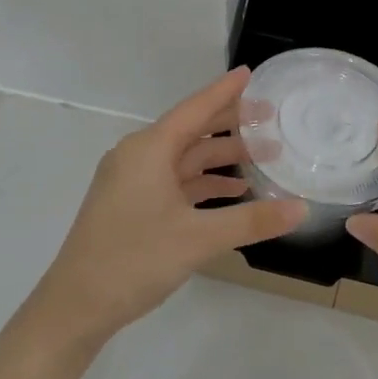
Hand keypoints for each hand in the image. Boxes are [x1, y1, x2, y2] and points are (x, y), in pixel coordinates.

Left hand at [31, 68, 305, 348]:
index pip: (195, 109)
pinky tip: (233, 192)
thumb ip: (252, 221)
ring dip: (220, 158)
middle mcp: (138, 156)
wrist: (75, 306)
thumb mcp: (198, 238)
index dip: (225, 91)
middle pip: (191, 131)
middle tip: (271, 118)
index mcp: (148, 150)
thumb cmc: (134, 260)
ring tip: (263, 157)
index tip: (251, 73)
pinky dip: (203, 183)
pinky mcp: (131, 205)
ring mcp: (132, 182)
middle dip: (230, 125)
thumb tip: (302, 208)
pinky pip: (174, 182)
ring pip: (184, 159)